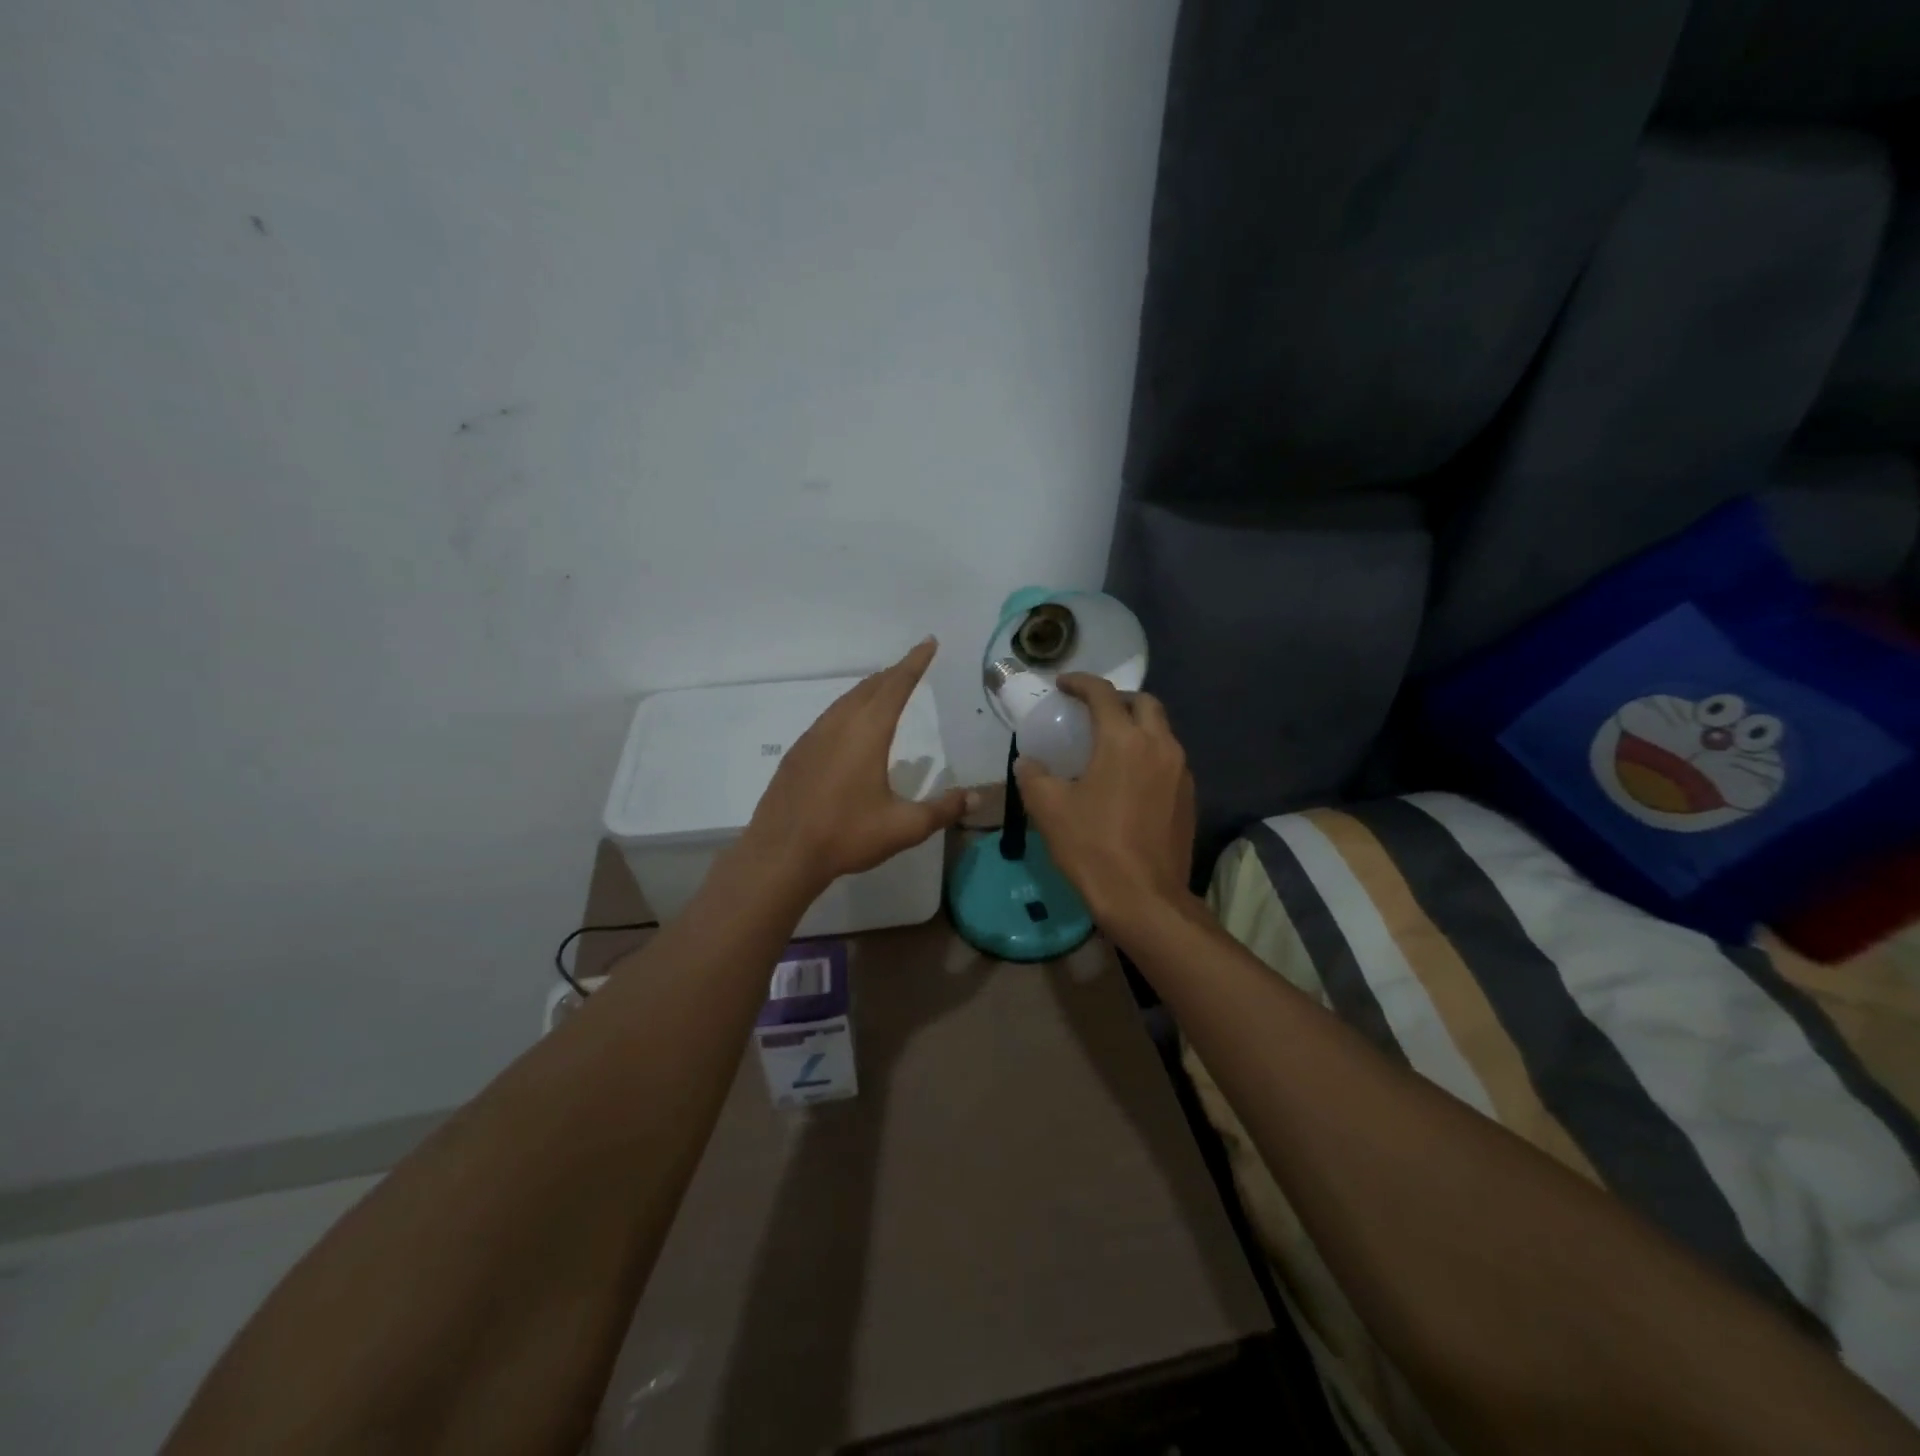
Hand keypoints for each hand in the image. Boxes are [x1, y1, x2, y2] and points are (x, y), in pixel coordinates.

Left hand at [739, 638, 971, 895]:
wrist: (781, 853)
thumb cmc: (847, 835)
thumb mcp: (904, 827)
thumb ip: (943, 810)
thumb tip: (977, 797)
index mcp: (868, 732)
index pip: (897, 685)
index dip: (915, 662)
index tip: (929, 642)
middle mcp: (839, 724)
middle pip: (870, 687)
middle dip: (894, 673)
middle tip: (912, 665)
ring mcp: (813, 737)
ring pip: (846, 701)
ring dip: (869, 690)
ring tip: (884, 689)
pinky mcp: (797, 753)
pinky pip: (829, 718)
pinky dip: (848, 709)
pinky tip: (849, 727)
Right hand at [1014, 674, 1195, 929]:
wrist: (1144, 898)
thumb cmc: (1092, 847)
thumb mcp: (1049, 809)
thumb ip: (1034, 776)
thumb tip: (1028, 763)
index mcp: (1123, 740)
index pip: (1103, 694)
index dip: (1080, 683)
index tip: (1063, 685)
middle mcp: (1159, 746)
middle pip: (1145, 703)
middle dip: (1118, 699)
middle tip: (1093, 712)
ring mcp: (1180, 772)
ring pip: (1162, 731)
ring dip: (1137, 726)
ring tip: (1111, 744)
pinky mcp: (1189, 797)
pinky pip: (1169, 759)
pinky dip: (1149, 754)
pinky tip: (1130, 779)